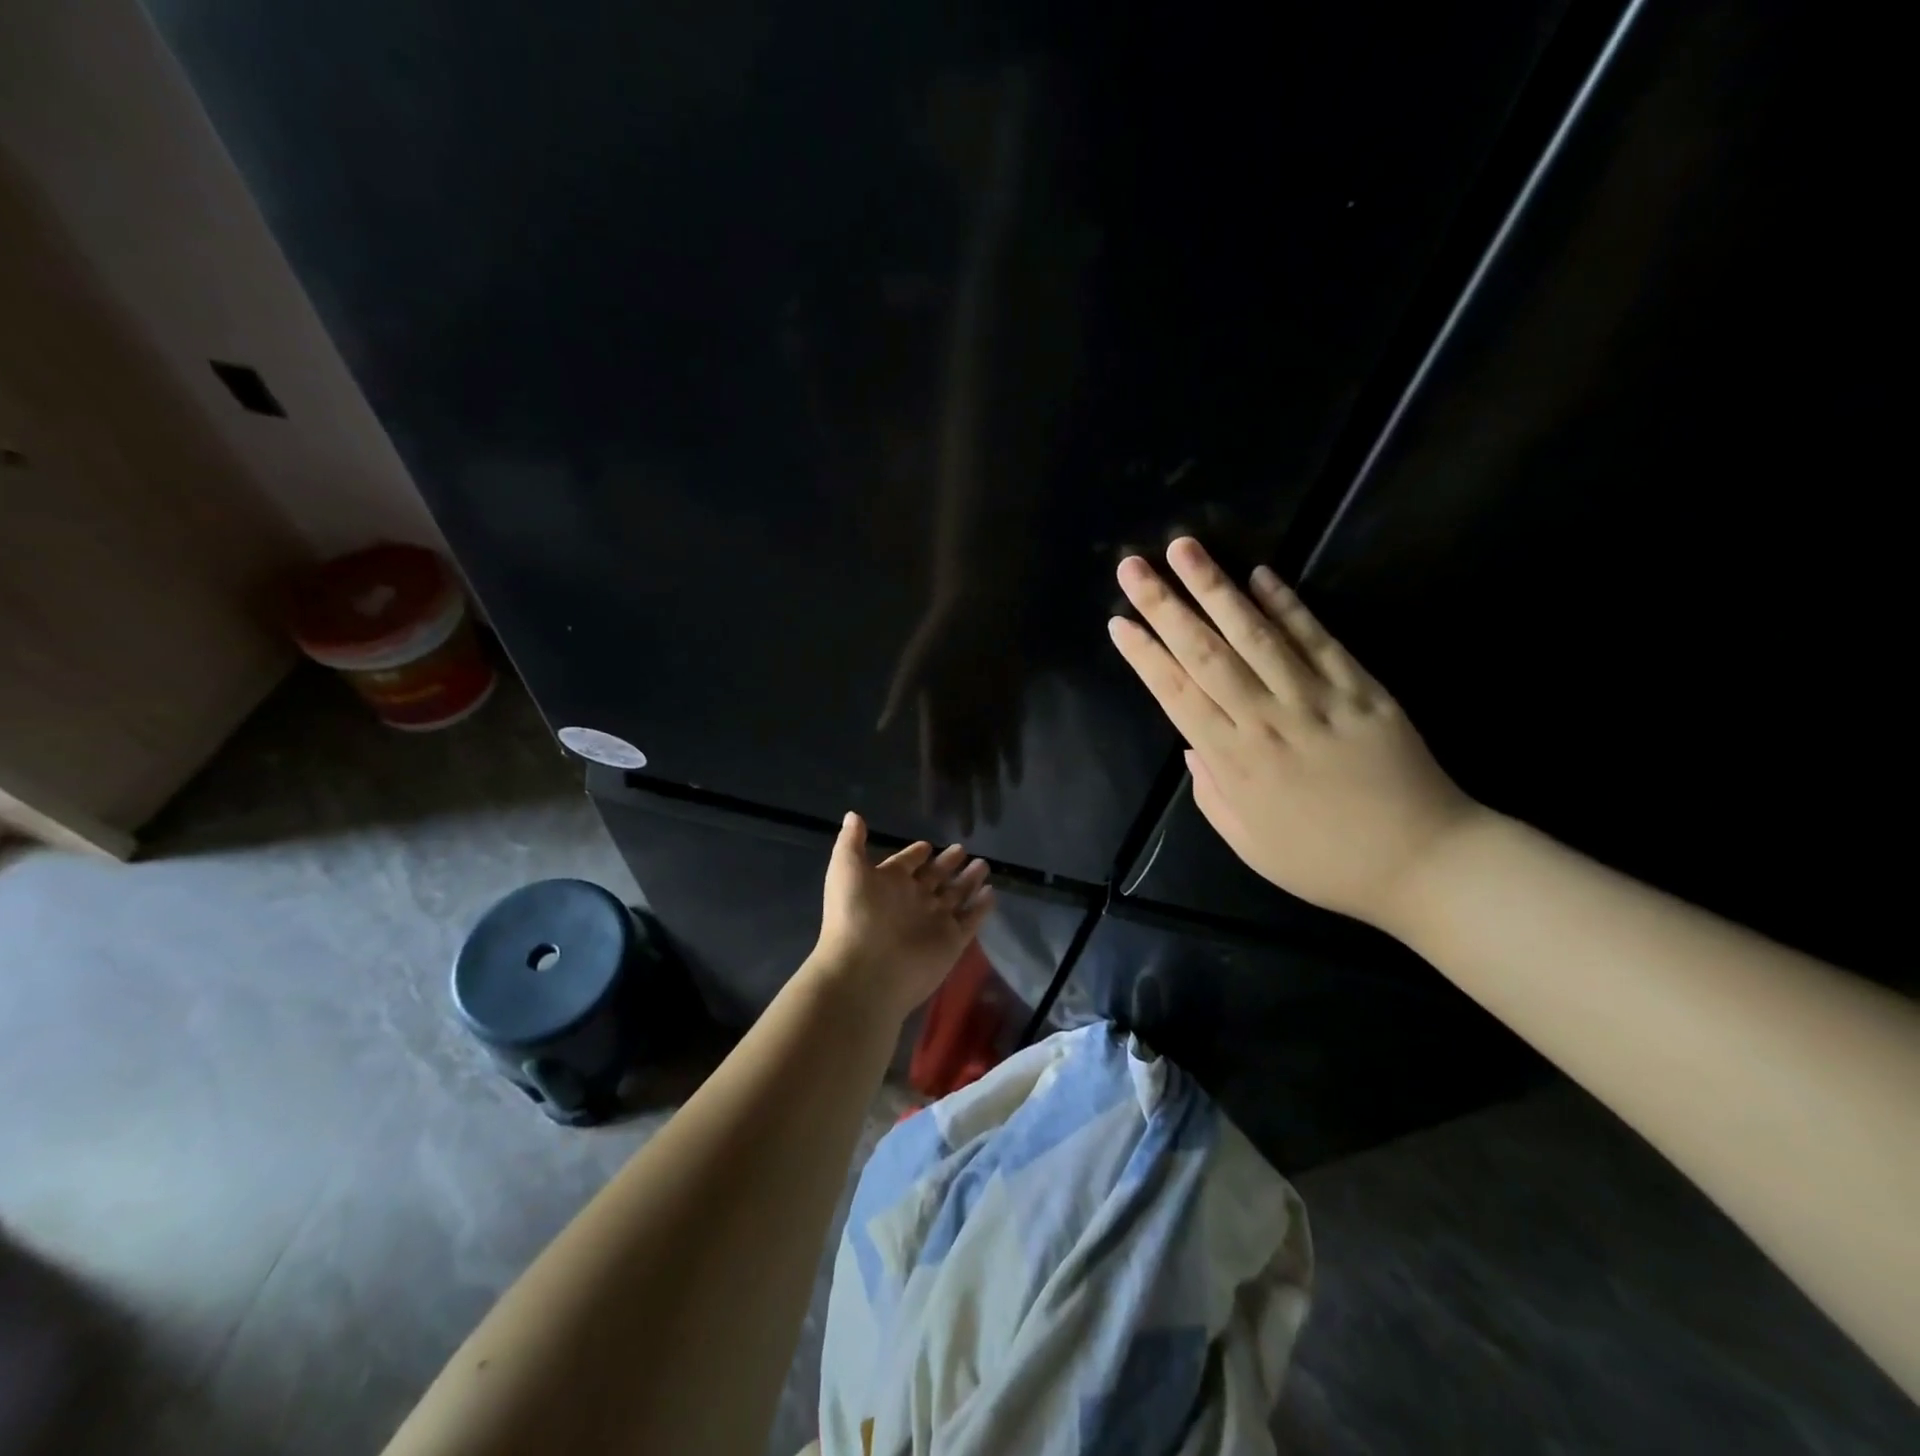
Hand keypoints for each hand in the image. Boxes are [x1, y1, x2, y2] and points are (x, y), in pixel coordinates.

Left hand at [809, 812, 993, 1023]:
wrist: (866, 970)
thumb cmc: (854, 914)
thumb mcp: (846, 869)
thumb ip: (851, 841)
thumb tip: (853, 815)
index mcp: (887, 884)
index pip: (905, 864)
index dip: (915, 854)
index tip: (927, 845)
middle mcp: (912, 901)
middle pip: (934, 878)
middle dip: (947, 864)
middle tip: (962, 849)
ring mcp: (933, 922)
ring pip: (955, 896)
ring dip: (968, 880)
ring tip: (984, 864)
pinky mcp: (951, 942)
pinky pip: (970, 920)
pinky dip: (981, 907)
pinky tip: (992, 892)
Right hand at [878, 588, 1027, 832]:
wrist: (979, 611)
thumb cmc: (941, 635)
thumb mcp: (915, 664)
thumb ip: (901, 696)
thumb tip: (881, 726)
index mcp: (935, 716)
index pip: (933, 761)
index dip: (933, 788)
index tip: (932, 814)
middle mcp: (960, 724)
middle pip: (962, 771)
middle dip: (964, 801)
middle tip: (967, 832)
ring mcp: (986, 718)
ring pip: (987, 763)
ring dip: (989, 789)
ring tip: (991, 818)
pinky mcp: (1008, 708)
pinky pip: (1011, 742)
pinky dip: (1012, 761)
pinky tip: (1013, 782)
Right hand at [1107, 537, 1480, 928]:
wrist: (1422, 864)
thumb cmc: (1324, 861)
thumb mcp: (1249, 844)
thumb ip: (1212, 793)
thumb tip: (1191, 746)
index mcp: (1234, 762)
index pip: (1176, 695)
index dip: (1144, 656)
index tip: (1118, 622)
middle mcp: (1266, 721)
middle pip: (1205, 653)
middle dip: (1165, 606)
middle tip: (1134, 566)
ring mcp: (1315, 700)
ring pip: (1255, 634)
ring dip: (1216, 588)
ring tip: (1186, 549)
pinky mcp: (1361, 688)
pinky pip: (1318, 639)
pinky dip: (1288, 605)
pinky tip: (1261, 574)